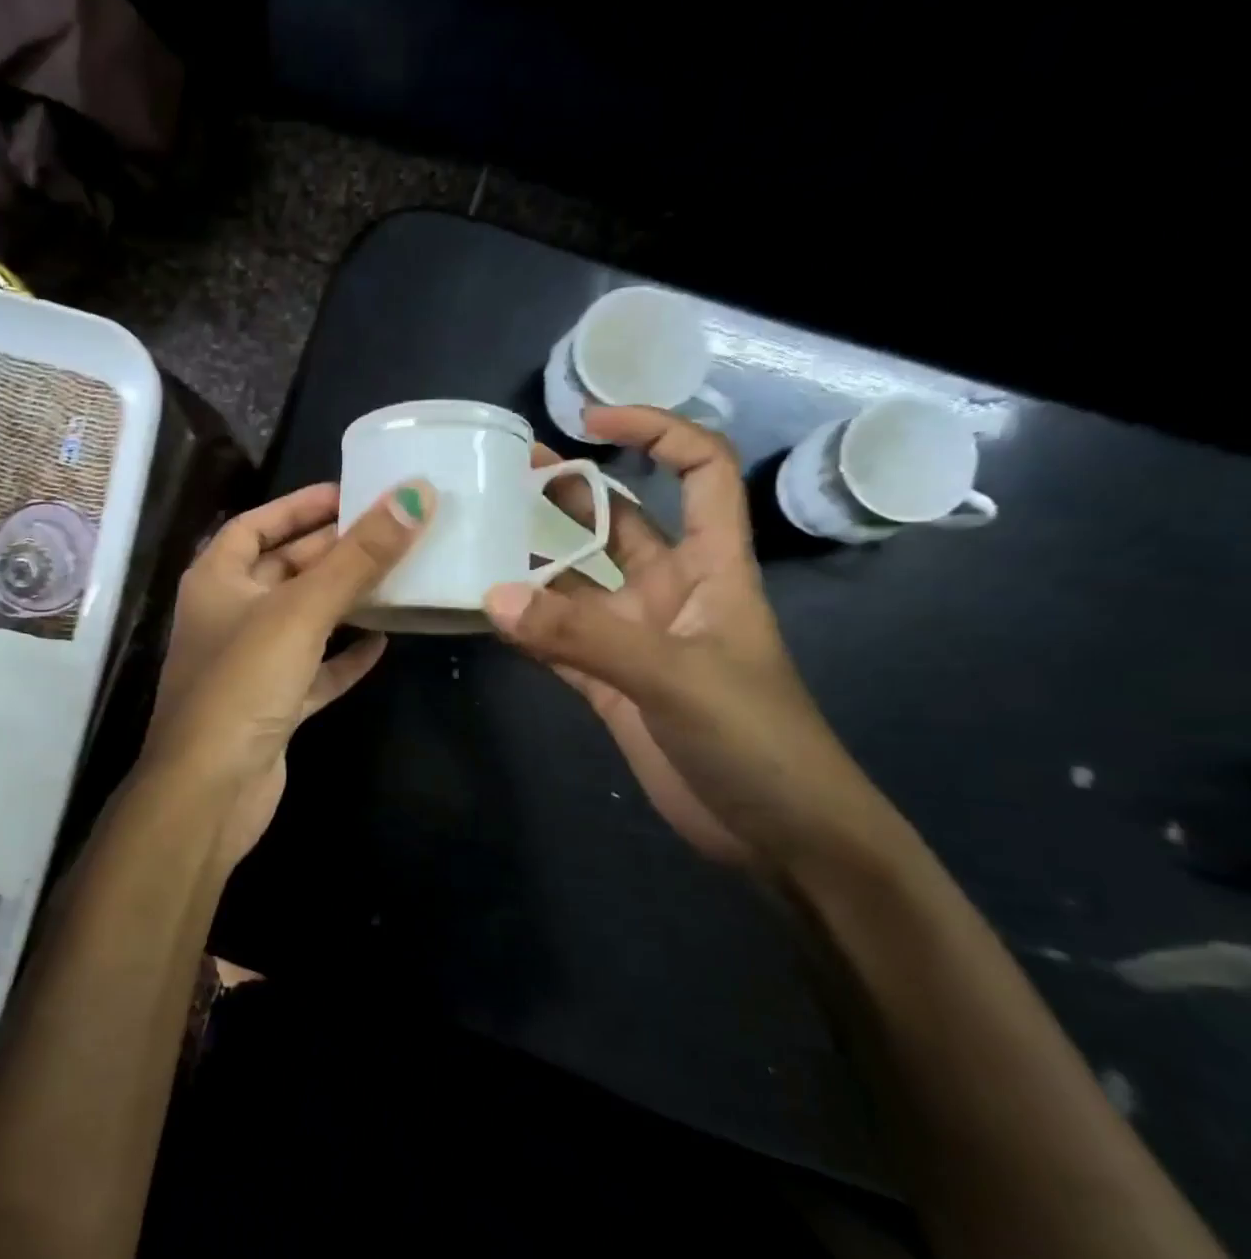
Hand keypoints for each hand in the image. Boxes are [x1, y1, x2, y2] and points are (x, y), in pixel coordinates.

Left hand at [142, 479, 434, 873]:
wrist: (211, 791)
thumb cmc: (243, 684)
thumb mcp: (301, 611)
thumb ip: (358, 557)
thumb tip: (414, 496)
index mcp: (216, 580)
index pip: (255, 526)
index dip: (298, 506)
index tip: (348, 493)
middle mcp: (228, 616)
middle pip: (284, 570)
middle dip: (332, 551)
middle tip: (390, 532)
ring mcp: (250, 664)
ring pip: (303, 620)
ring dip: (344, 602)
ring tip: (395, 578)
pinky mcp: (272, 706)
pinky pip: (315, 670)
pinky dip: (344, 657)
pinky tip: (383, 644)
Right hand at [484, 407, 900, 874]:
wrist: (780, 836)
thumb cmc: (757, 741)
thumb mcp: (676, 678)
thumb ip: (583, 638)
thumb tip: (492, 597)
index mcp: (713, 568)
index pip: (699, 472)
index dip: (655, 432)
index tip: (589, 422)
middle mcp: (671, 592)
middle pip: (620, 522)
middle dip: (571, 493)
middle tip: (505, 475)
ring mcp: (636, 640)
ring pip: (578, 585)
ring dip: (535, 563)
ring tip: (478, 536)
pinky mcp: (610, 685)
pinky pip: (557, 642)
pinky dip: (524, 628)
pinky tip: (484, 613)